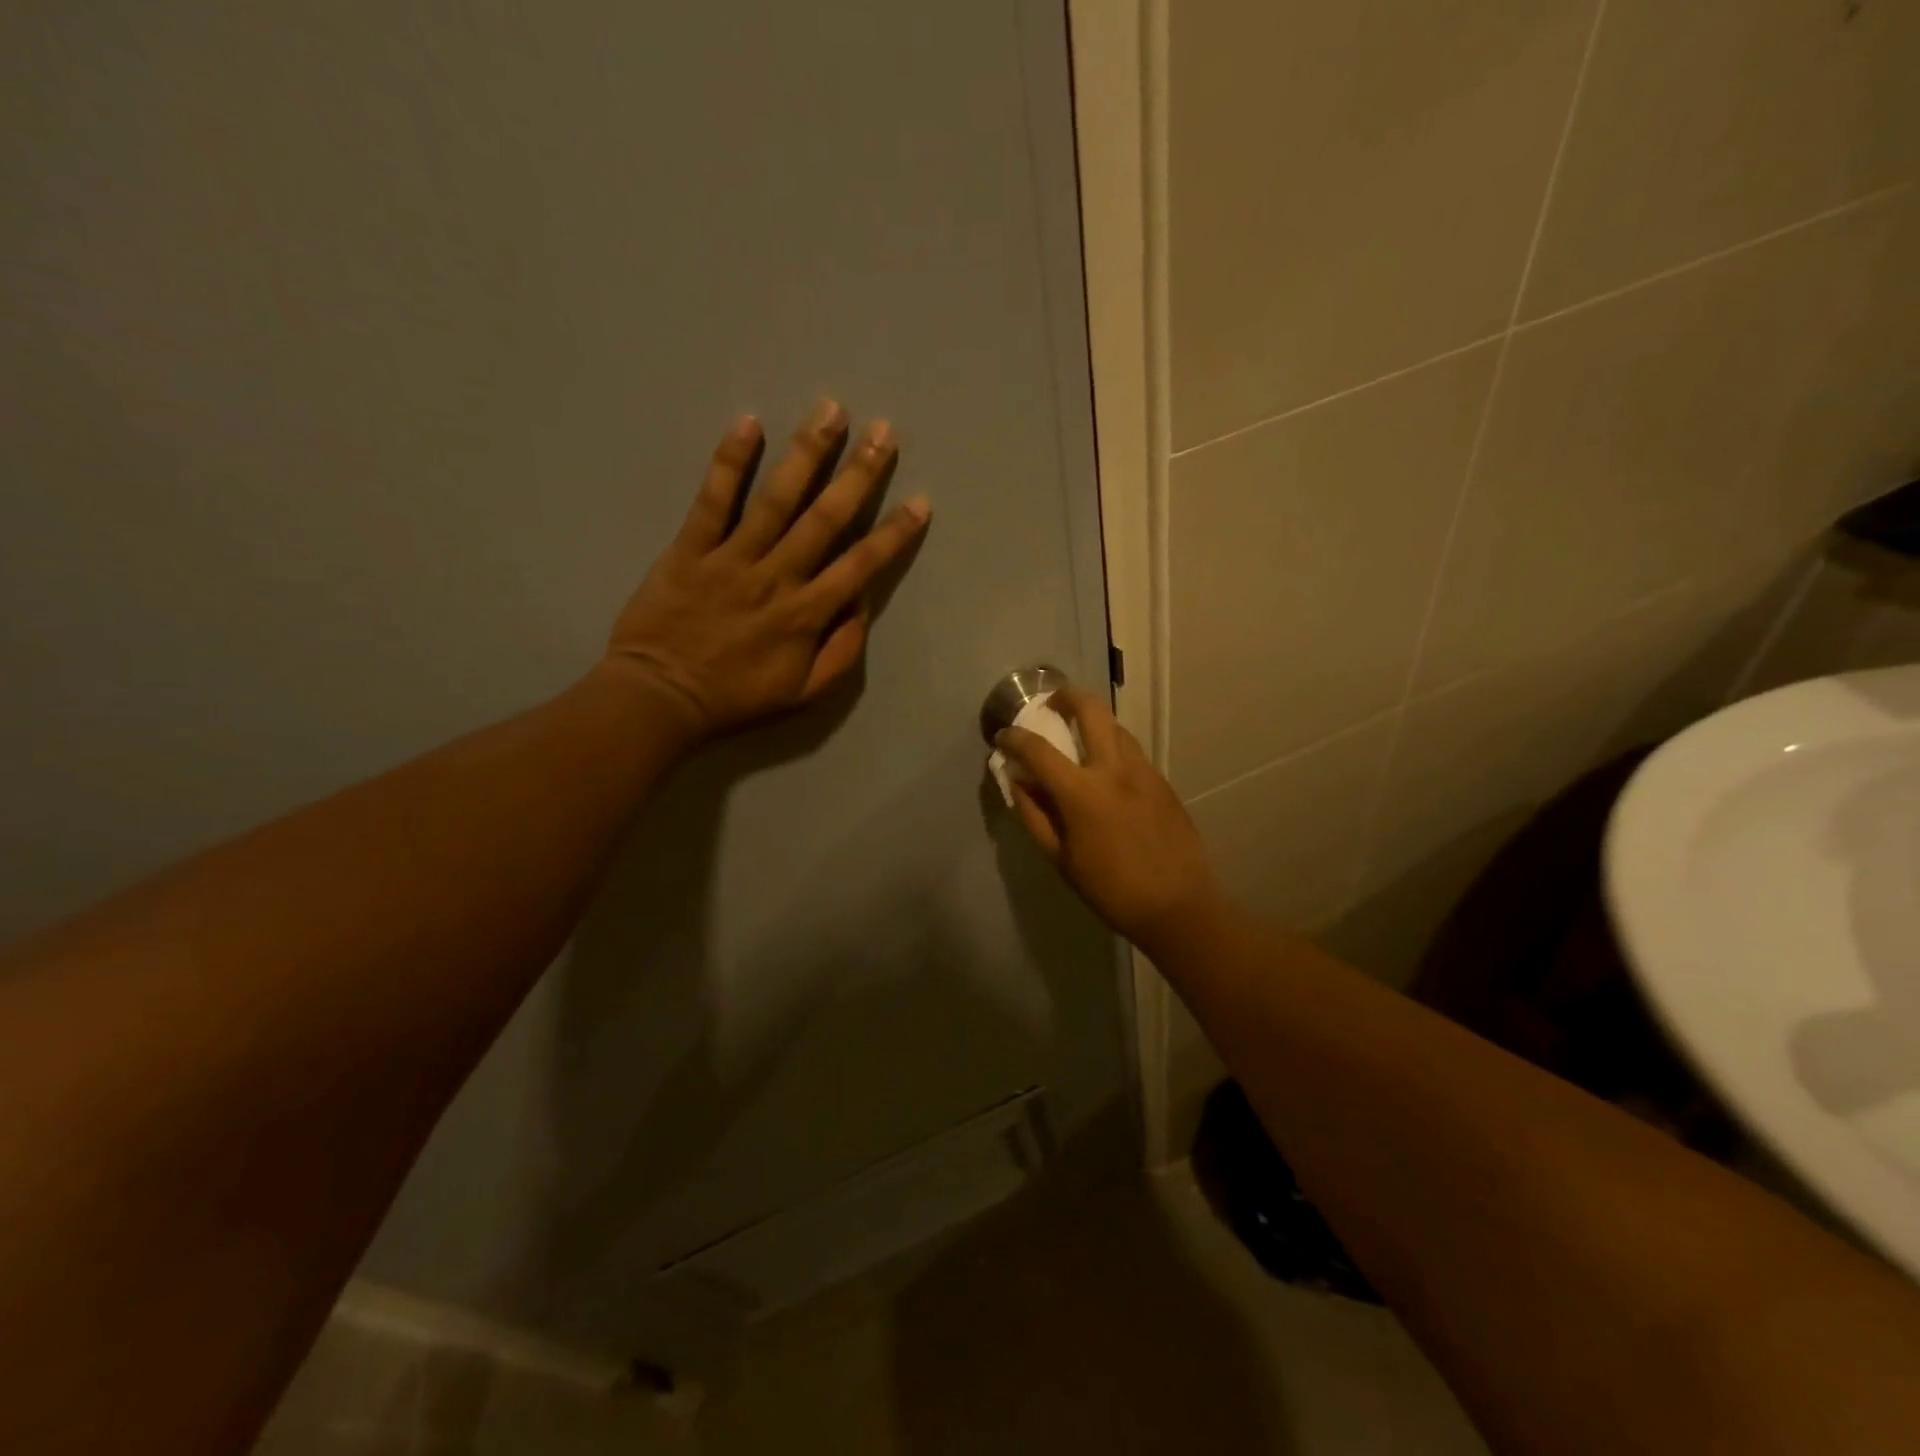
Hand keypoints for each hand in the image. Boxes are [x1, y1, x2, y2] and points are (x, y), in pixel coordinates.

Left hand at [606, 401, 930, 743]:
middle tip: (884, 432)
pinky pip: (713, 500)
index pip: (861, 565)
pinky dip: (730, 462)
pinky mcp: (691, 548)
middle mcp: (777, 577)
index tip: (920, 501)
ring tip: (831, 411)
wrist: (660, 698)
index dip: (894, 533)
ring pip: (776, 499)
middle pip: (825, 518)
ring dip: (807, 453)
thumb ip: (842, 650)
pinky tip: (749, 423)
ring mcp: (732, 558)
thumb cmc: (736, 698)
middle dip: (859, 473)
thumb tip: (861, 603)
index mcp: (807, 614)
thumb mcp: (805, 693)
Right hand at [996, 687, 1224, 952]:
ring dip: (1092, 719)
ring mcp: (1143, 771)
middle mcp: (1114, 769)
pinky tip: (1105, 766)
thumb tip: (1017, 783)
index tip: (1002, 737)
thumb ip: (1034, 816)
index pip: (1038, 750)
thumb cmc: (1110, 888)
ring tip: (1078, 732)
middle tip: (1051, 704)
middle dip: (1065, 697)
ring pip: (1116, 725)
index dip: (1014, 739)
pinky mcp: (1161, 780)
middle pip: (1090, 710)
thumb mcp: (1061, 859)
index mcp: (1082, 793)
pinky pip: (1132, 749)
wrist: (1177, 905)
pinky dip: (1112, 744)